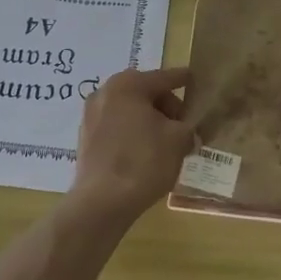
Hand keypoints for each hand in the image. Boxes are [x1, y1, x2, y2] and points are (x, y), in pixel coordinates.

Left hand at [68, 67, 194, 223]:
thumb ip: (188, 127)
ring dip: (149, 121)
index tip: (195, 80)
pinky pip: (116, 128)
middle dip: (167, 107)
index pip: (164, 77)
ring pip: (129, 111)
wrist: (102, 202)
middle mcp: (105, 92)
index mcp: (128, 84)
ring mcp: (91, 115)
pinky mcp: (85, 138)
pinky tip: (145, 153)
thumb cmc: (144, 161)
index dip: (184, 80)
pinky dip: (132, 134)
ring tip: (166, 142)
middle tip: (183, 126)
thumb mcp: (178, 140)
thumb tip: (188, 131)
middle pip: (145, 93)